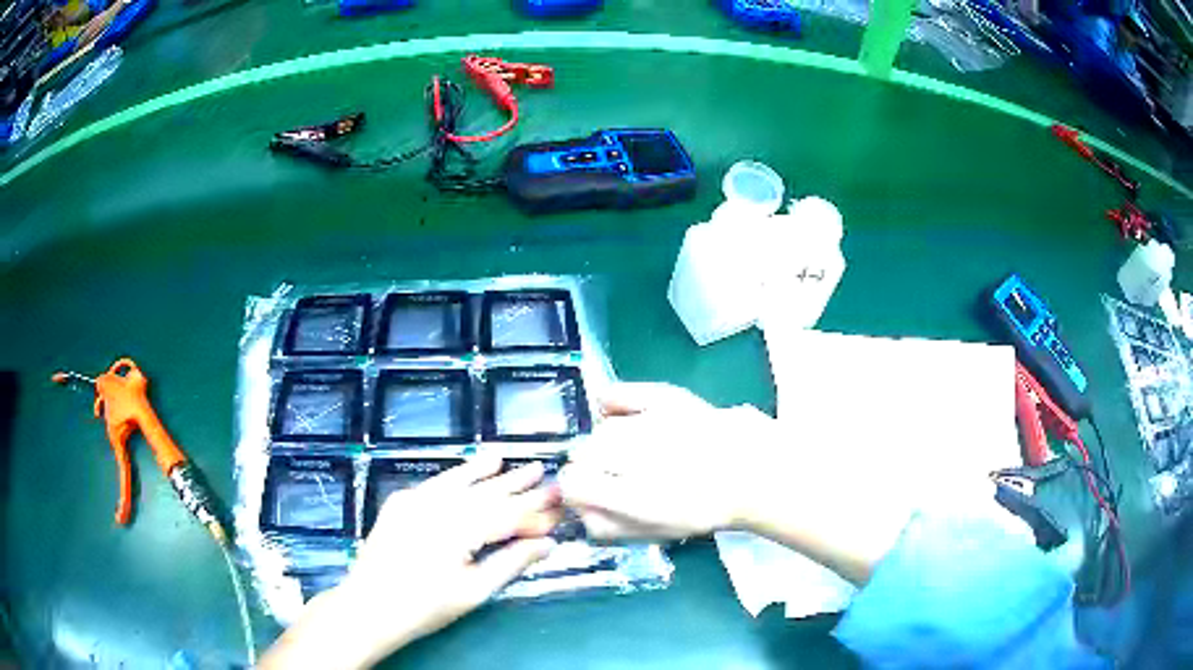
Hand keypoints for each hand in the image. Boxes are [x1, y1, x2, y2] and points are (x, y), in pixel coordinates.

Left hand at [260, 457, 560, 669]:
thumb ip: (512, 562)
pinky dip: (455, 475)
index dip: (535, 509)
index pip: (507, 514)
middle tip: (544, 473)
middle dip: (516, 485)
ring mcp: (414, 500)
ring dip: (484, 471)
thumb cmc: (426, 606)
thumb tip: (548, 543)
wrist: (369, 606)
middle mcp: (437, 505)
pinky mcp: (399, 503)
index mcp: (459, 528)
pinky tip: (468, 469)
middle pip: (485, 493)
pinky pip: (435, 483)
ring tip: (507, 459)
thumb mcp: (475, 590)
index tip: (560, 501)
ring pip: (459, 481)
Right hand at [559, 383, 782, 540]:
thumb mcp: (652, 533)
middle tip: (615, 473)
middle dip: (591, 465)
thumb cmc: (701, 509)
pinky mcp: (661, 396)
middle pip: (581, 452)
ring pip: (600, 429)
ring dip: (606, 440)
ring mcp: (647, 422)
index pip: (571, 483)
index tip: (590, 492)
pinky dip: (613, 404)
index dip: (576, 489)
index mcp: (630, 497)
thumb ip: (607, 527)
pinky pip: (614, 394)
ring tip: (631, 449)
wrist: (747, 472)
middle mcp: (633, 457)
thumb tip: (579, 511)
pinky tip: (624, 417)